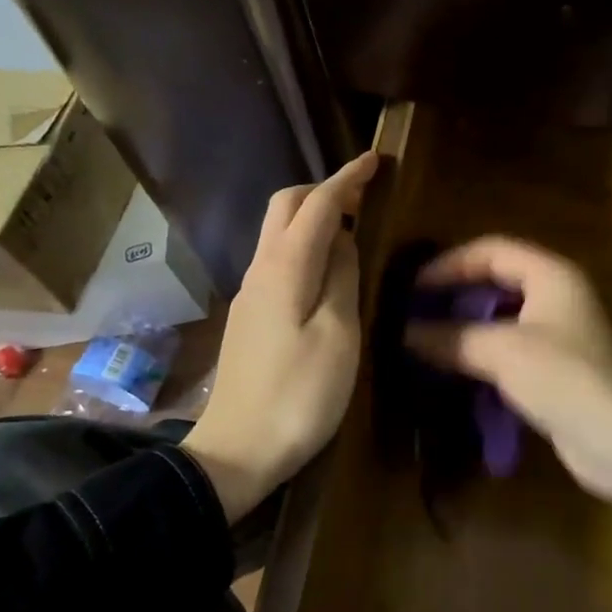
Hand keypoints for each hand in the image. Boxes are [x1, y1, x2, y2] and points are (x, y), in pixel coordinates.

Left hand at [182, 152, 378, 522]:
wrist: (237, 451)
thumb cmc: (300, 396)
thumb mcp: (338, 336)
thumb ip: (343, 278)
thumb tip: (343, 240)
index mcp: (285, 268)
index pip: (318, 205)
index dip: (347, 179)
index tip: (374, 159)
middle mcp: (261, 269)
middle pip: (285, 207)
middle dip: (324, 190)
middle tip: (364, 195)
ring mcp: (250, 293)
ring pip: (278, 232)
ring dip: (313, 217)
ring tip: (352, 227)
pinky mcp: (249, 316)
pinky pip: (278, 259)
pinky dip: (305, 245)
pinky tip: (327, 269)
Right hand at [404, 237, 611, 537]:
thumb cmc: (562, 379)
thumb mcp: (502, 351)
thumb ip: (451, 337)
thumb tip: (405, 332)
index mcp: (550, 275)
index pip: (491, 250)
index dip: (450, 264)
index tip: (413, 288)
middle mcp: (555, 295)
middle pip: (495, 281)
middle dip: (454, 296)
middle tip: (414, 314)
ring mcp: (555, 333)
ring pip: (499, 318)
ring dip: (463, 328)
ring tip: (423, 341)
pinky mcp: (552, 368)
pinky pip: (506, 349)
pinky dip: (479, 355)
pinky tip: (451, 370)